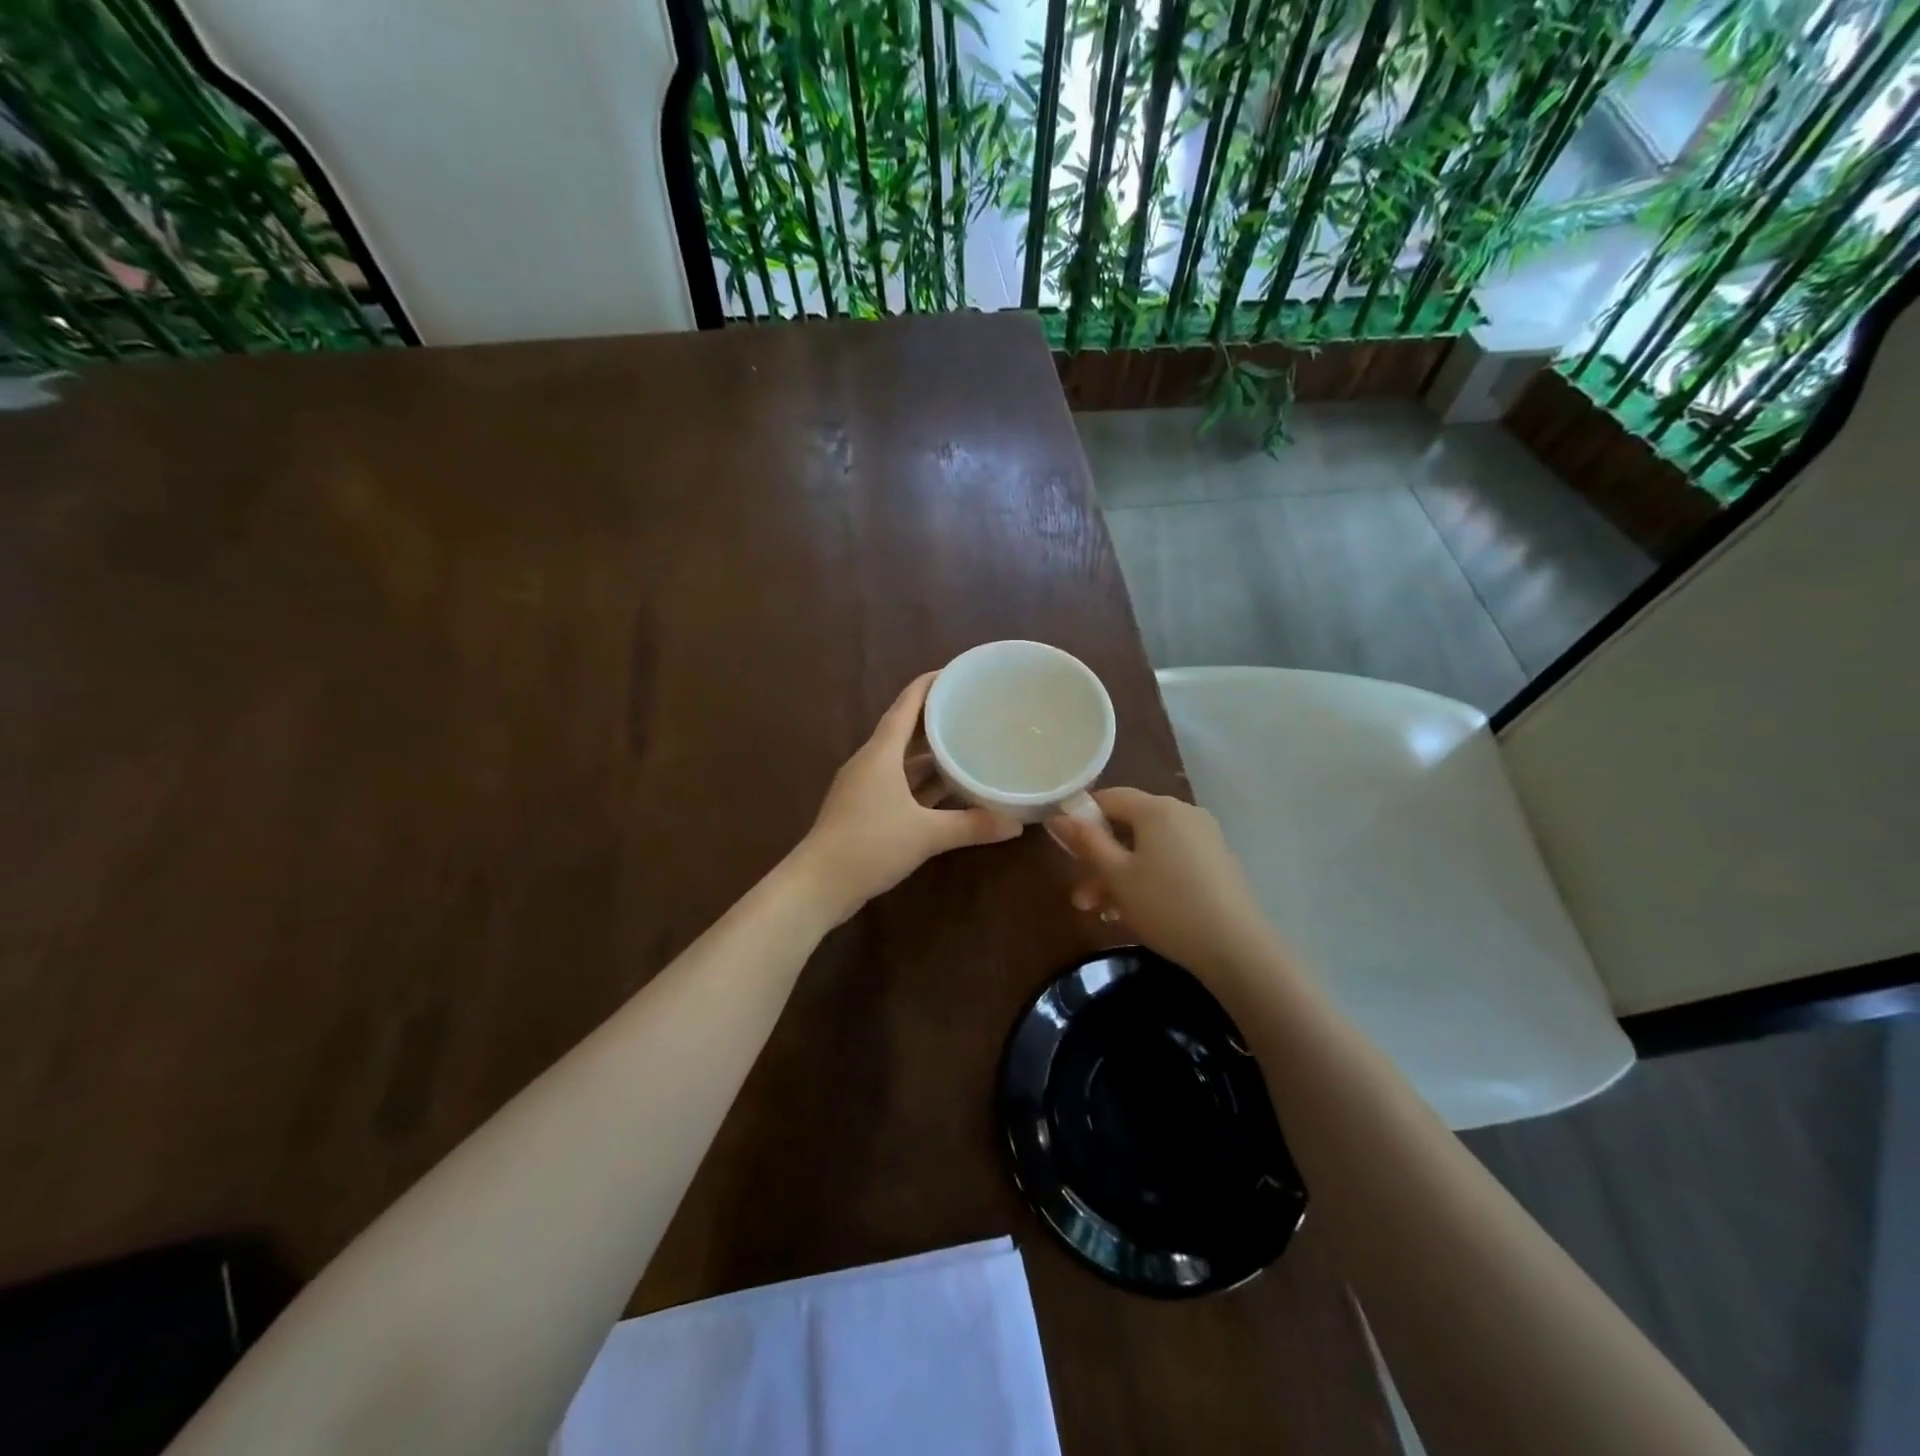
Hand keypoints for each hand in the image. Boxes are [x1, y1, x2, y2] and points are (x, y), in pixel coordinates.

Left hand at [799, 672, 1021, 922]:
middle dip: (936, 717)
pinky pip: (899, 783)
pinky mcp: (864, 809)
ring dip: (930, 753)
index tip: (958, 672)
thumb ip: (972, 825)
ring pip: (902, 759)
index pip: (906, 704)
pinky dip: (922, 782)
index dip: (930, 684)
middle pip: (905, 729)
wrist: (818, 885)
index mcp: (881, 753)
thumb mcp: (926, 834)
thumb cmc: (870, 845)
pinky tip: (947, 789)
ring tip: (966, 744)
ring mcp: (865, 786)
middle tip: (972, 709)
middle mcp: (871, 762)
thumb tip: (1016, 823)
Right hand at [1048, 788, 1280, 976]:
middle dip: (1099, 861)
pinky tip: (1134, 913)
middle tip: (1081, 898)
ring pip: (1148, 850)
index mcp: (1157, 808)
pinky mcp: (1216, 863)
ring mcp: (1203, 838)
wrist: (1237, 949)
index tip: (1063, 847)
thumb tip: (1057, 816)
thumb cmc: (1166, 906)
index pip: (1109, 797)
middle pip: (1128, 828)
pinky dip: (1148, 880)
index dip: (1082, 817)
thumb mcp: (1117, 876)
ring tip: (1103, 913)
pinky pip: (1170, 862)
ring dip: (1120, 877)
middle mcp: (1183, 813)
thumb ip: (1086, 842)